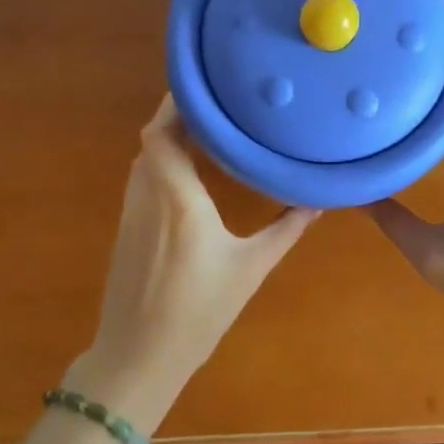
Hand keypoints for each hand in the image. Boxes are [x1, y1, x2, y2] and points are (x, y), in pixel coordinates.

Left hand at [68, 96, 317, 425]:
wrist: (138, 357)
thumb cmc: (198, 313)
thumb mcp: (251, 269)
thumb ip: (286, 229)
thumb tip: (317, 200)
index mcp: (177, 198)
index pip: (162, 132)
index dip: (177, 104)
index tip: (208, 86)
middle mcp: (148, 194)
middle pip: (152, 138)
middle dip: (179, 116)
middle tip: (219, 104)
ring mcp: (131, 211)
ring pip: (144, 158)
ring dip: (169, 139)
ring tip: (208, 129)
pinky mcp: (125, 229)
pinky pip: (142, 179)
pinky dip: (162, 163)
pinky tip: (190, 174)